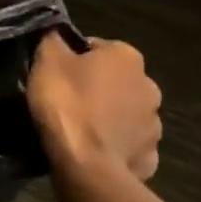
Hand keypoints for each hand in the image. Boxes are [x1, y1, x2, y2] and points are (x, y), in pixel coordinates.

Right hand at [27, 33, 161, 182]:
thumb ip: (54, 40)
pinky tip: (93, 151)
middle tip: (67, 100)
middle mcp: (149, 86)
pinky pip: (127, 145)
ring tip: (79, 129)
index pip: (95, 47)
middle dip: (95, 87)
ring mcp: (154, 126)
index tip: (56, 74)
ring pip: (124, 114)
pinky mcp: (149, 159)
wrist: (86, 166)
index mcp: (127, 57)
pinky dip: (113, 146)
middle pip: (115, 80)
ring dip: (108, 117)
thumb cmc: (67, 103)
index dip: (72, 59)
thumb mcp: (47, 59)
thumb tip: (58, 35)